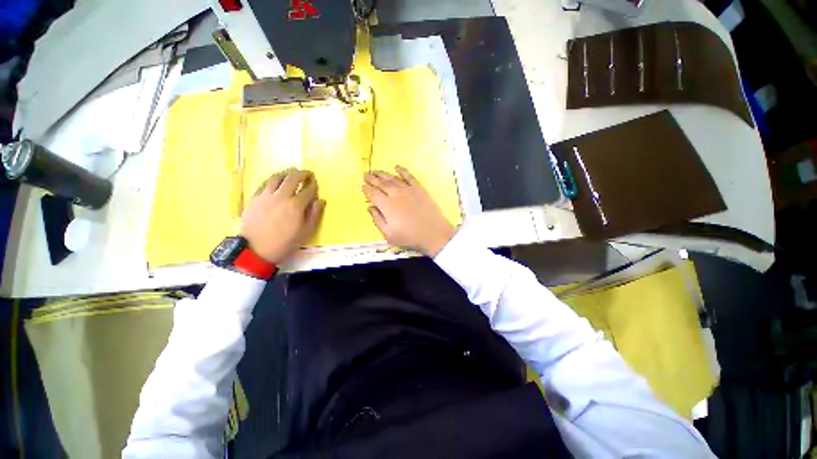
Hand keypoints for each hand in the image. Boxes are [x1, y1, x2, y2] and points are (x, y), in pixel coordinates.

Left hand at [241, 169, 324, 264]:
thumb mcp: (306, 232)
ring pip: (277, 177)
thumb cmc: (285, 243)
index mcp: (296, 205)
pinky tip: (275, 181)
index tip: (316, 183)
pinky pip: (264, 183)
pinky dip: (273, 179)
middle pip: (293, 178)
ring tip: (291, 173)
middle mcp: (281, 196)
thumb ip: (314, 214)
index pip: (308, 190)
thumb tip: (320, 200)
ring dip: (287, 173)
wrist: (255, 250)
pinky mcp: (254, 198)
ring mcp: (266, 196)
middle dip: (302, 173)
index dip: (314, 185)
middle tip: (307, 173)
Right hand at [362, 166, 454, 256]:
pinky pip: (409, 176)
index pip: (373, 194)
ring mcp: (408, 190)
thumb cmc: (409, 236)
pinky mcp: (419, 188)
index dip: (366, 189)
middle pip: (381, 183)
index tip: (362, 186)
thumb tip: (370, 208)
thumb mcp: (388, 234)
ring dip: (383, 174)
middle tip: (366, 174)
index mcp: (387, 205)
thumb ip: (377, 220)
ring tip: (376, 171)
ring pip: (393, 178)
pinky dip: (402, 170)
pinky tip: (397, 167)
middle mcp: (396, 194)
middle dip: (372, 178)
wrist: (433, 233)